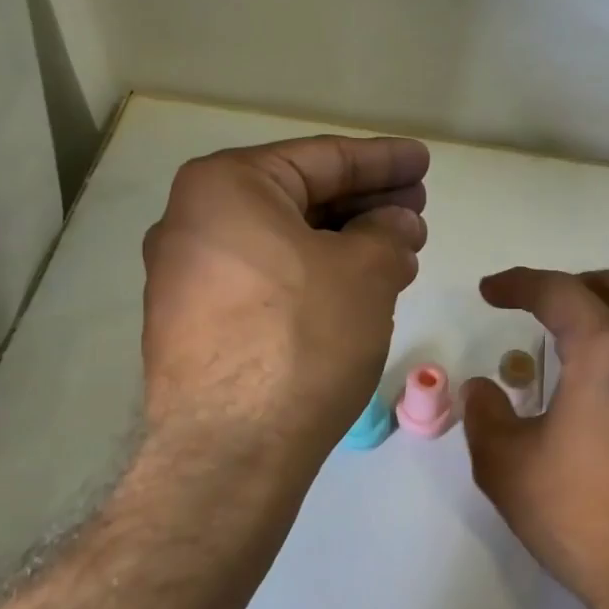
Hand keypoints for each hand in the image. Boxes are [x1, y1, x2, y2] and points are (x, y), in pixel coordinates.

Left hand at [141, 136, 429, 462]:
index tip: (423, 162)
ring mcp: (186, 278)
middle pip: (298, 199)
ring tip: (400, 254)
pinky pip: (266, 282)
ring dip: (345, 245)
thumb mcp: (365, 273)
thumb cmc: (303, 339)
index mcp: (226, 187)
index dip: (383, 159)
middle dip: (365, 204)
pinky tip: (356, 291)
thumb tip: (396, 225)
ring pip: (284, 244)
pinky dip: (314, 277)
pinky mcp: (194, 326)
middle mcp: (192, 222)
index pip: (321, 157)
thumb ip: (388, 233)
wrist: (232, 451)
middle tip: (417, 211)